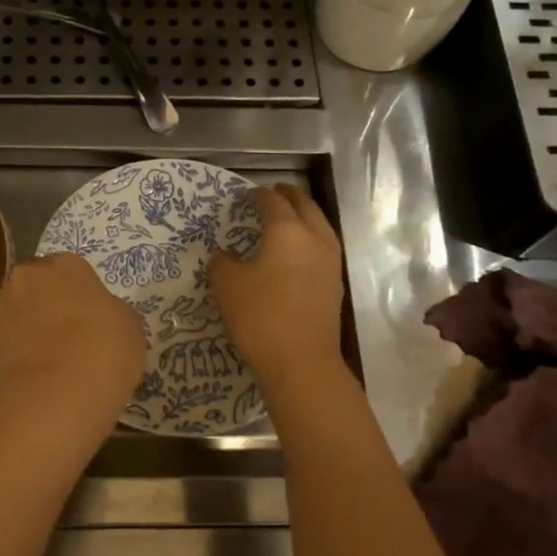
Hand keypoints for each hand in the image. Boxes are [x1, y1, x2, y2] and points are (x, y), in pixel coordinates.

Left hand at [0, 253, 146, 427]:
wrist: (59, 394)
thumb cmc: (105, 350)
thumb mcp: (128, 324)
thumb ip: (108, 311)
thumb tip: (96, 319)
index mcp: (65, 266)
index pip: (68, 269)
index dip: (77, 293)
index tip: (87, 317)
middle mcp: (26, 278)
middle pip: (35, 286)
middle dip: (46, 304)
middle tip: (66, 336)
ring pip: (13, 312)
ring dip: (26, 327)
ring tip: (45, 360)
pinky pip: (2, 343)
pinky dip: (12, 354)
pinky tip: (30, 376)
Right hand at [210, 185, 343, 392]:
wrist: (301, 361)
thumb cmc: (260, 317)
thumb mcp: (227, 286)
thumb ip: (222, 263)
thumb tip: (225, 256)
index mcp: (287, 230)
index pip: (272, 202)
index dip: (258, 196)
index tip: (247, 196)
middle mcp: (315, 238)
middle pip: (305, 206)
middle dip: (289, 196)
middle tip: (274, 194)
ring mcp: (330, 262)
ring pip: (320, 225)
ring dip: (304, 216)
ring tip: (289, 219)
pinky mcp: (334, 284)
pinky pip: (323, 248)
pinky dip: (310, 239)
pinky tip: (298, 252)